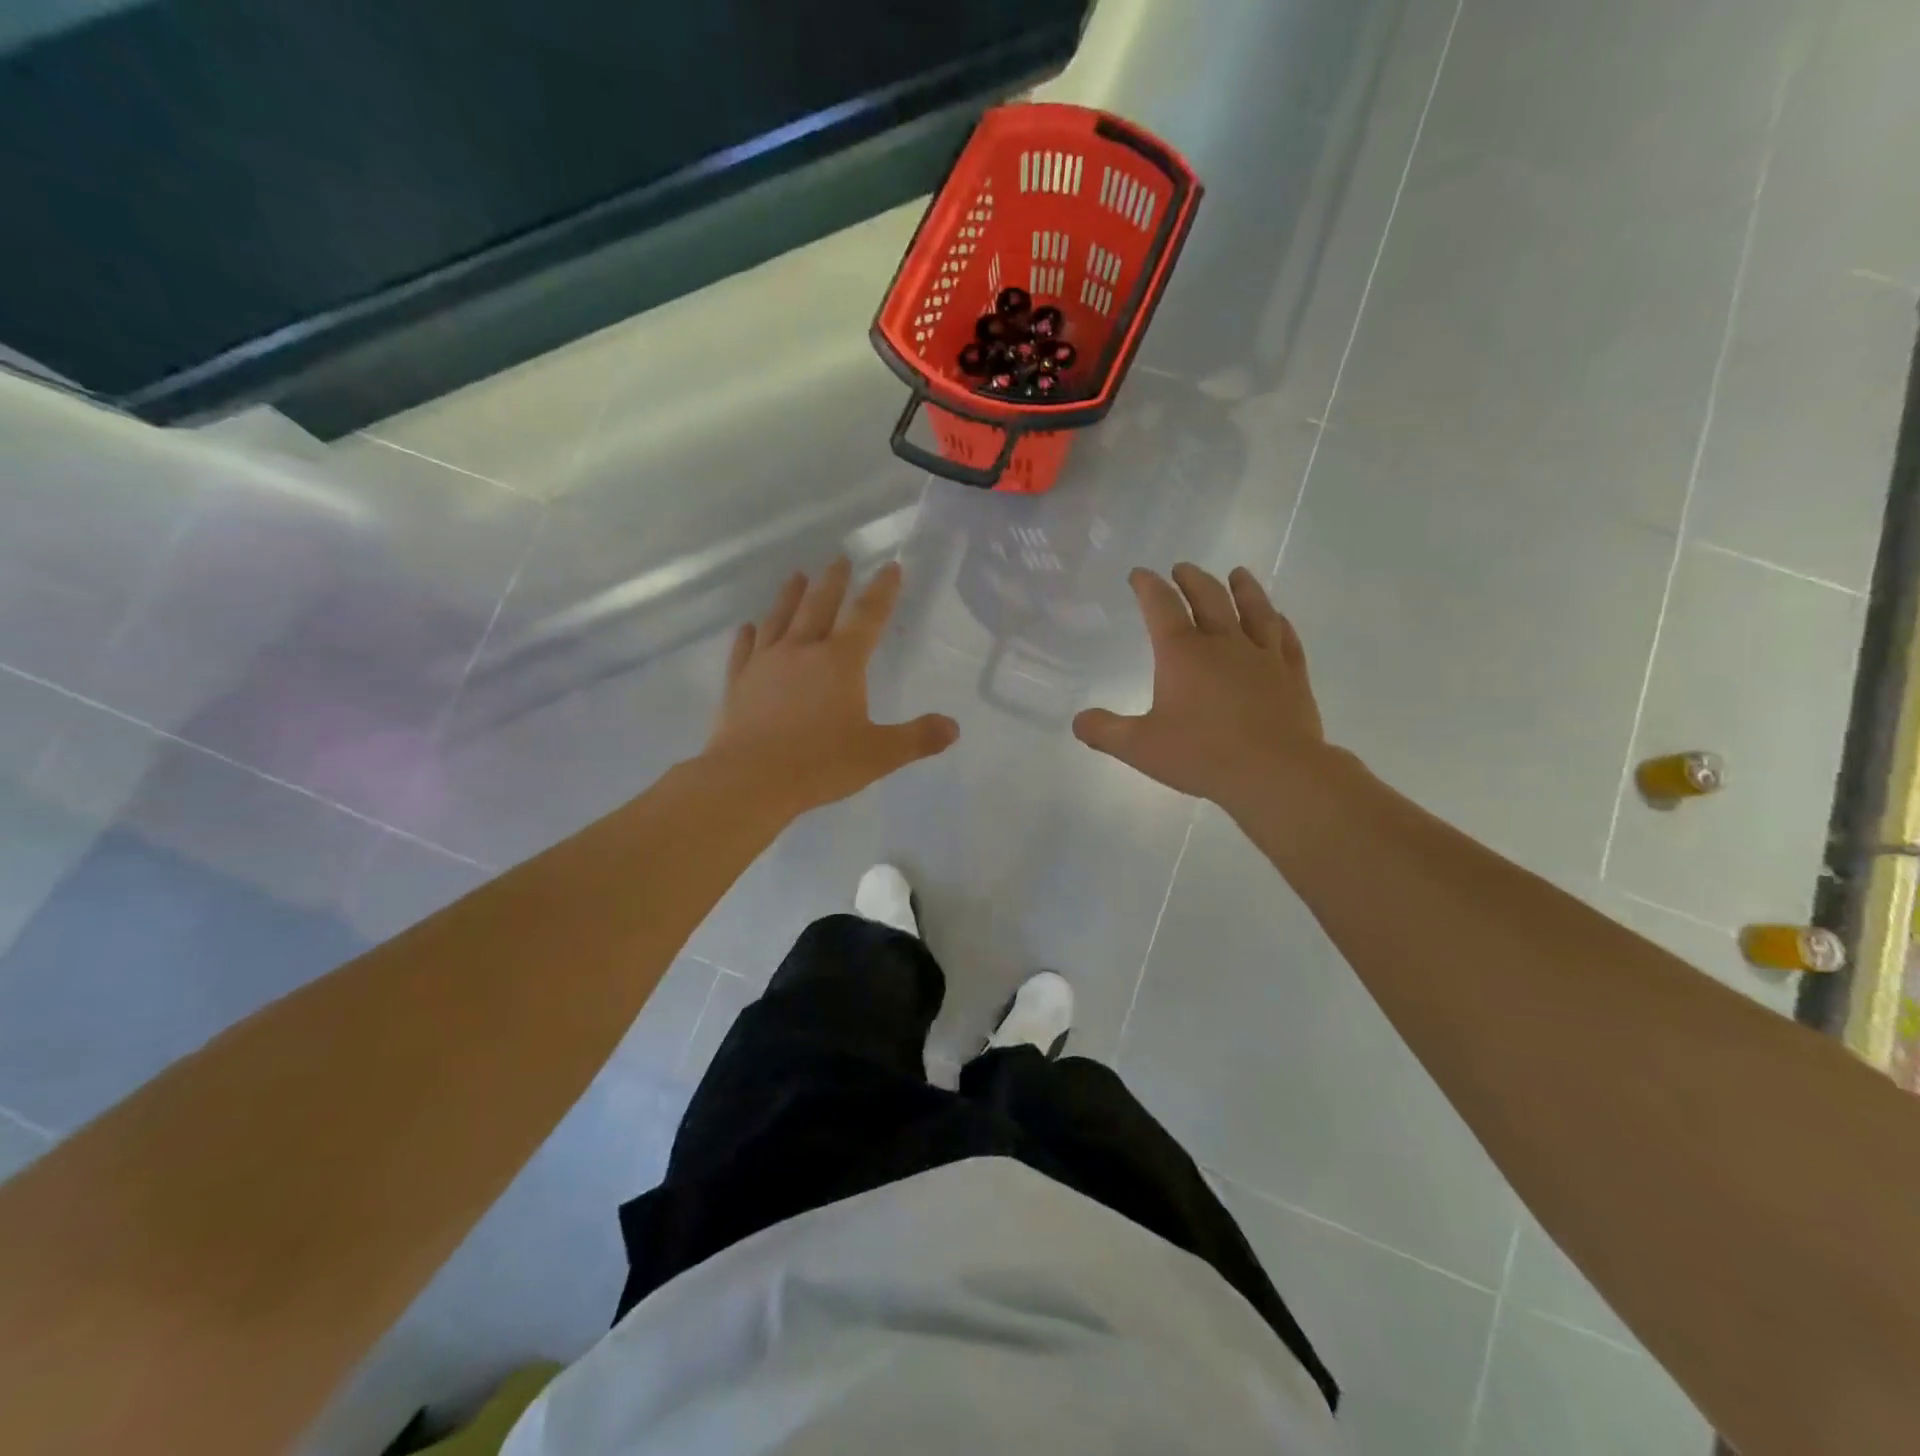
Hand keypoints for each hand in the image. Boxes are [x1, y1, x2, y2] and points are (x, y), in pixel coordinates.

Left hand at [704, 559, 957, 815]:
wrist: (749, 780)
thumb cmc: (820, 764)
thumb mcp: (879, 754)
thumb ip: (918, 738)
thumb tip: (953, 727)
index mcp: (840, 661)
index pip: (867, 616)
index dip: (882, 590)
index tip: (890, 567)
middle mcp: (802, 651)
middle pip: (819, 605)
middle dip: (833, 581)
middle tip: (840, 559)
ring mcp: (765, 664)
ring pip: (779, 618)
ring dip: (789, 595)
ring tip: (796, 576)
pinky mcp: (738, 683)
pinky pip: (744, 650)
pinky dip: (748, 636)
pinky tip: (747, 627)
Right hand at [1073, 563, 1327, 806]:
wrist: (1276, 772)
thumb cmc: (1203, 755)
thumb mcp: (1139, 748)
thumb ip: (1105, 731)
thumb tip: (1078, 721)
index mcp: (1183, 654)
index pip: (1161, 607)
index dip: (1148, 586)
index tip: (1140, 574)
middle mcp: (1224, 644)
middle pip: (1208, 598)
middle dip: (1192, 580)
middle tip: (1182, 568)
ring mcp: (1263, 657)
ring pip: (1254, 610)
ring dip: (1243, 588)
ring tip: (1237, 574)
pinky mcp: (1292, 676)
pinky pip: (1286, 639)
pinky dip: (1280, 623)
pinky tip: (1278, 619)